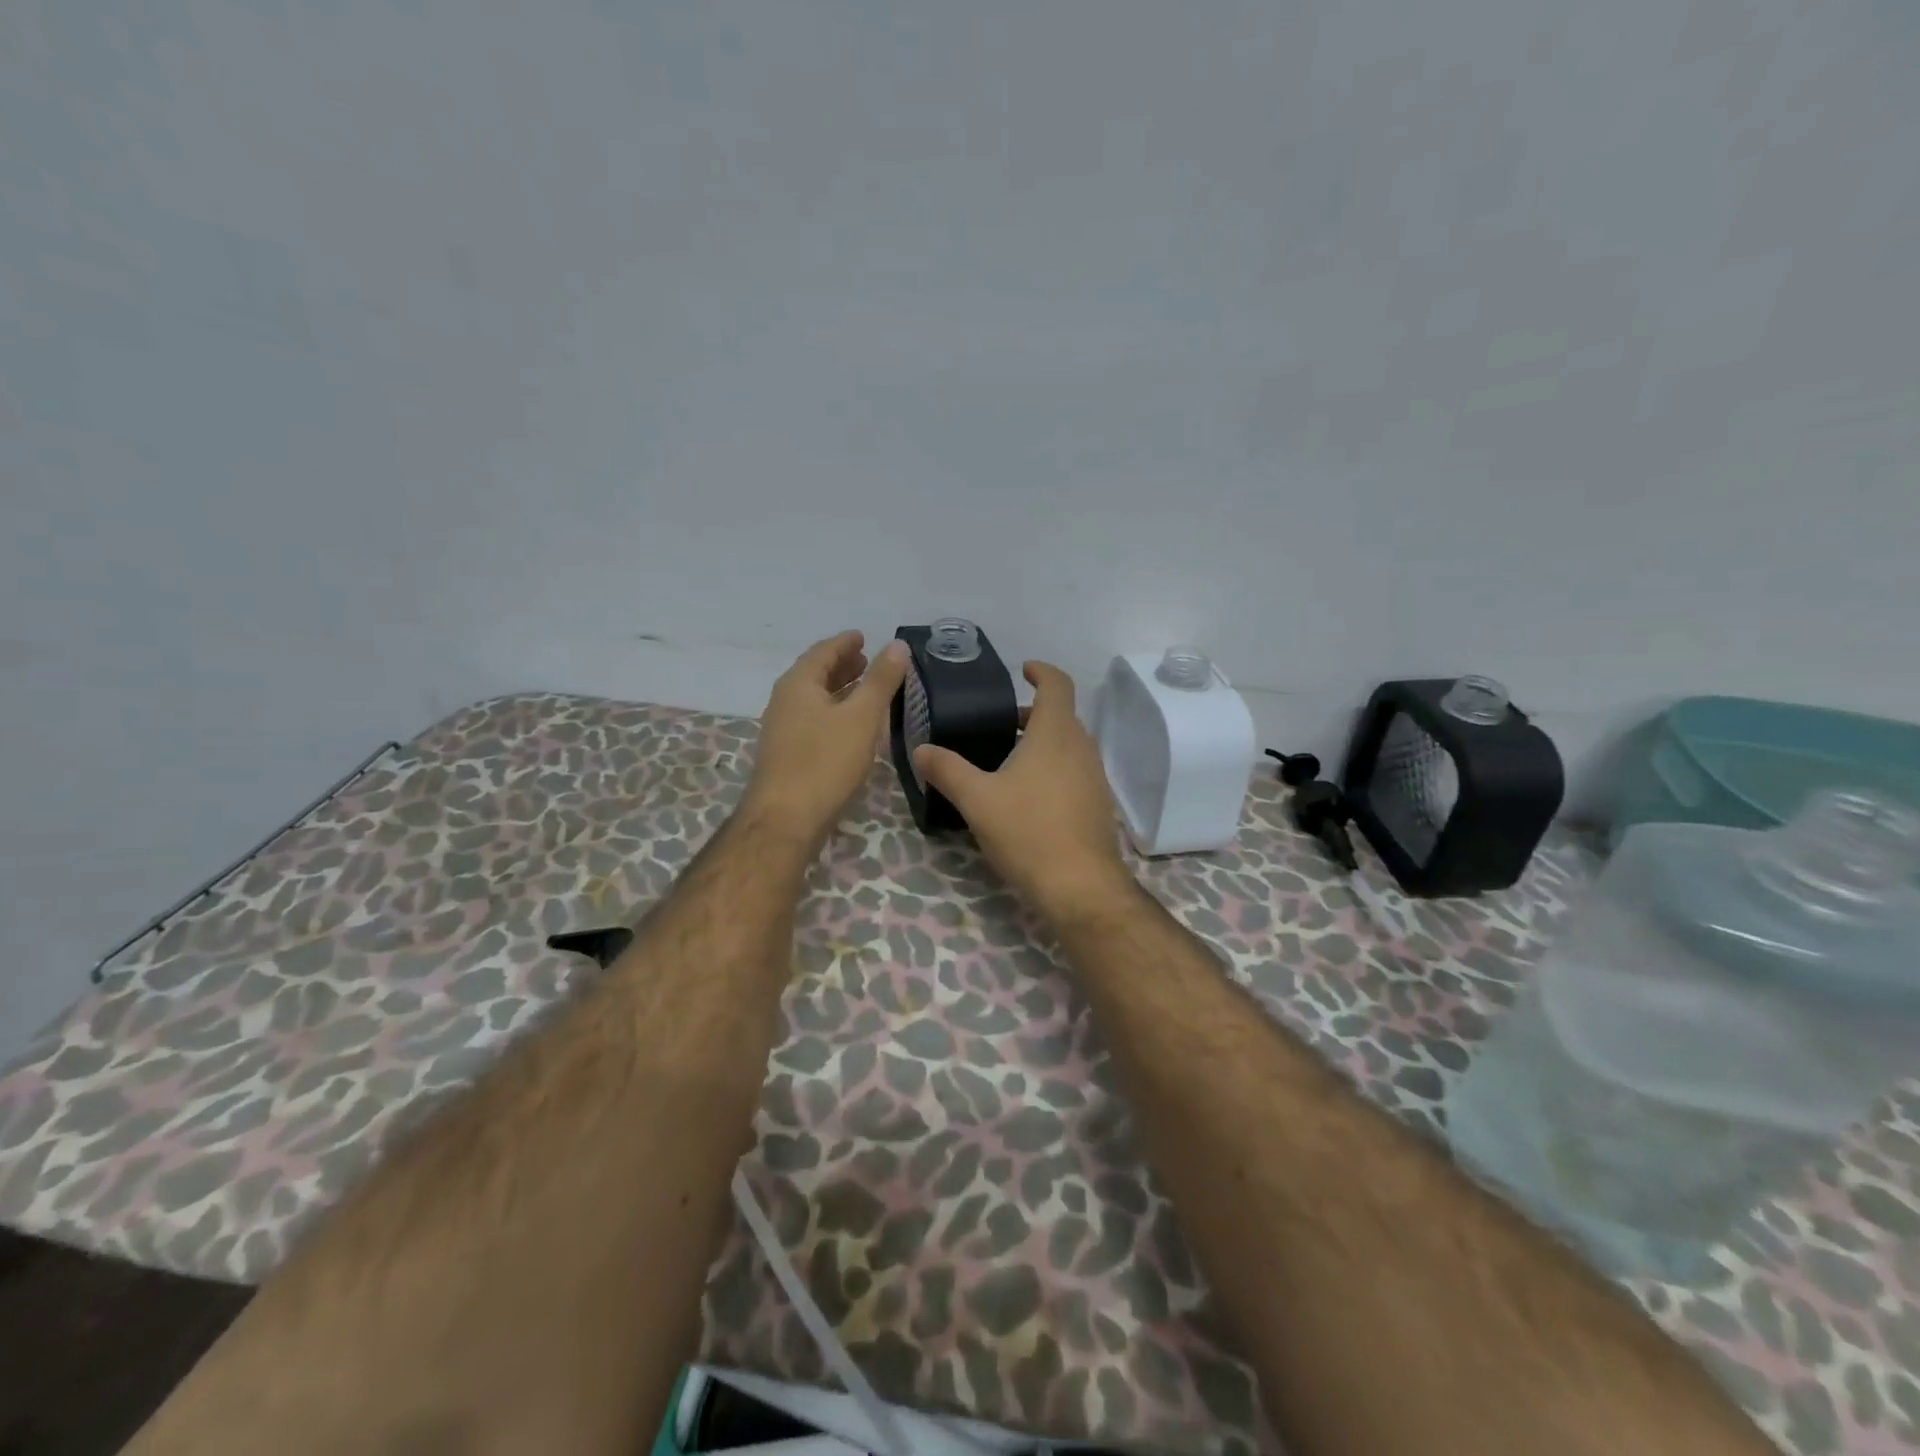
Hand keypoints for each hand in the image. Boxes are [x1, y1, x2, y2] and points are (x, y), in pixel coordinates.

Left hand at [743, 630, 910, 846]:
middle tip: (867, 659)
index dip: (845, 642)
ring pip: (814, 699)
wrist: (785, 819)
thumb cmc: (825, 762)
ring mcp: (782, 729)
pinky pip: (813, 720)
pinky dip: (833, 712)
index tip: (863, 636)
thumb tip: (897, 645)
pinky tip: (850, 726)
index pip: (823, 651)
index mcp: (798, 684)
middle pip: (815, 674)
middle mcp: (784, 701)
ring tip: (864, 689)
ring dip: (838, 689)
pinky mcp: (787, 754)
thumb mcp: (861, 717)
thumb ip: (880, 680)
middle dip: (841, 665)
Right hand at [912, 661, 1134, 918]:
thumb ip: (947, 770)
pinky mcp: (1097, 805)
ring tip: (1006, 760)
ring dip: (1042, 742)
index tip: (1023, 669)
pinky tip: (1026, 796)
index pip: (1057, 685)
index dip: (1041, 671)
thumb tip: (920, 749)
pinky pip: (1074, 771)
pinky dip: (1052, 768)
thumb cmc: (1028, 831)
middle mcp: (1081, 748)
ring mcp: (1094, 777)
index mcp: (1055, 734)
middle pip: (1061, 716)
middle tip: (998, 723)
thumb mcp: (977, 799)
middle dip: (1031, 713)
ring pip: (1068, 745)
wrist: (1081, 887)